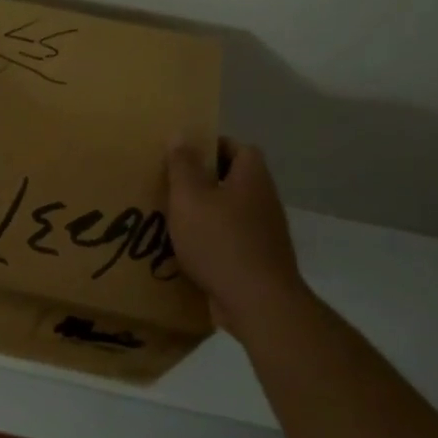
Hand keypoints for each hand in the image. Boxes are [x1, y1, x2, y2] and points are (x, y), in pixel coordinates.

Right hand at [165, 139, 309, 337]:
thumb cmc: (220, 241)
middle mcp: (265, 201)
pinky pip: (232, 241)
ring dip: (206, 214)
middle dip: (204, 182)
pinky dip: (212, 242)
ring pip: (231, 212)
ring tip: (173, 220)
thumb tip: (181, 134)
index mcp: (252, 178)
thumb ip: (182, 166)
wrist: (258, 303)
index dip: (212, 146)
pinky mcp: (259, 261)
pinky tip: (187, 252)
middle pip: (234, 180)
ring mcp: (266, 233)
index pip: (239, 148)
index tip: (184, 155)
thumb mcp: (190, 198)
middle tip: (171, 187)